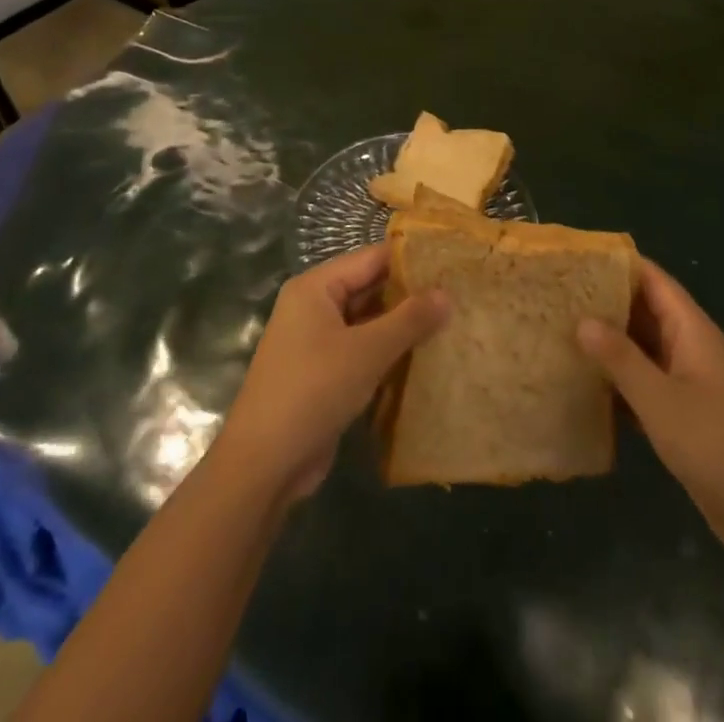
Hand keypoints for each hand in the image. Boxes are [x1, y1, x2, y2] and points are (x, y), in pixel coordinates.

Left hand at [213, 243, 448, 507]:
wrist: (264, 465)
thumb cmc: (313, 391)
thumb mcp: (367, 351)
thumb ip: (409, 319)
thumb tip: (447, 294)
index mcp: (316, 287)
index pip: (371, 259)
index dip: (411, 260)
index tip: (452, 263)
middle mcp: (314, 307)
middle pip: (369, 289)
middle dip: (410, 295)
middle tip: (459, 296)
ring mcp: (317, 342)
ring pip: (368, 323)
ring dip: (402, 327)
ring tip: (452, 324)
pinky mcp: (324, 374)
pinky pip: (362, 351)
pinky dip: (389, 353)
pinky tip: (425, 360)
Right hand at [577, 258, 723, 574]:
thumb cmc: (719, 448)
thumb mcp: (662, 401)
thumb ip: (621, 358)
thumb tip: (581, 319)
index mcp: (692, 331)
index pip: (652, 280)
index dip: (616, 265)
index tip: (573, 259)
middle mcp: (689, 348)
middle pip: (643, 311)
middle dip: (603, 302)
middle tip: (554, 296)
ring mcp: (687, 384)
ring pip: (640, 349)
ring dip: (606, 343)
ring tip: (557, 332)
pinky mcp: (683, 417)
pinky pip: (643, 384)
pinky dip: (616, 380)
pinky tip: (580, 384)